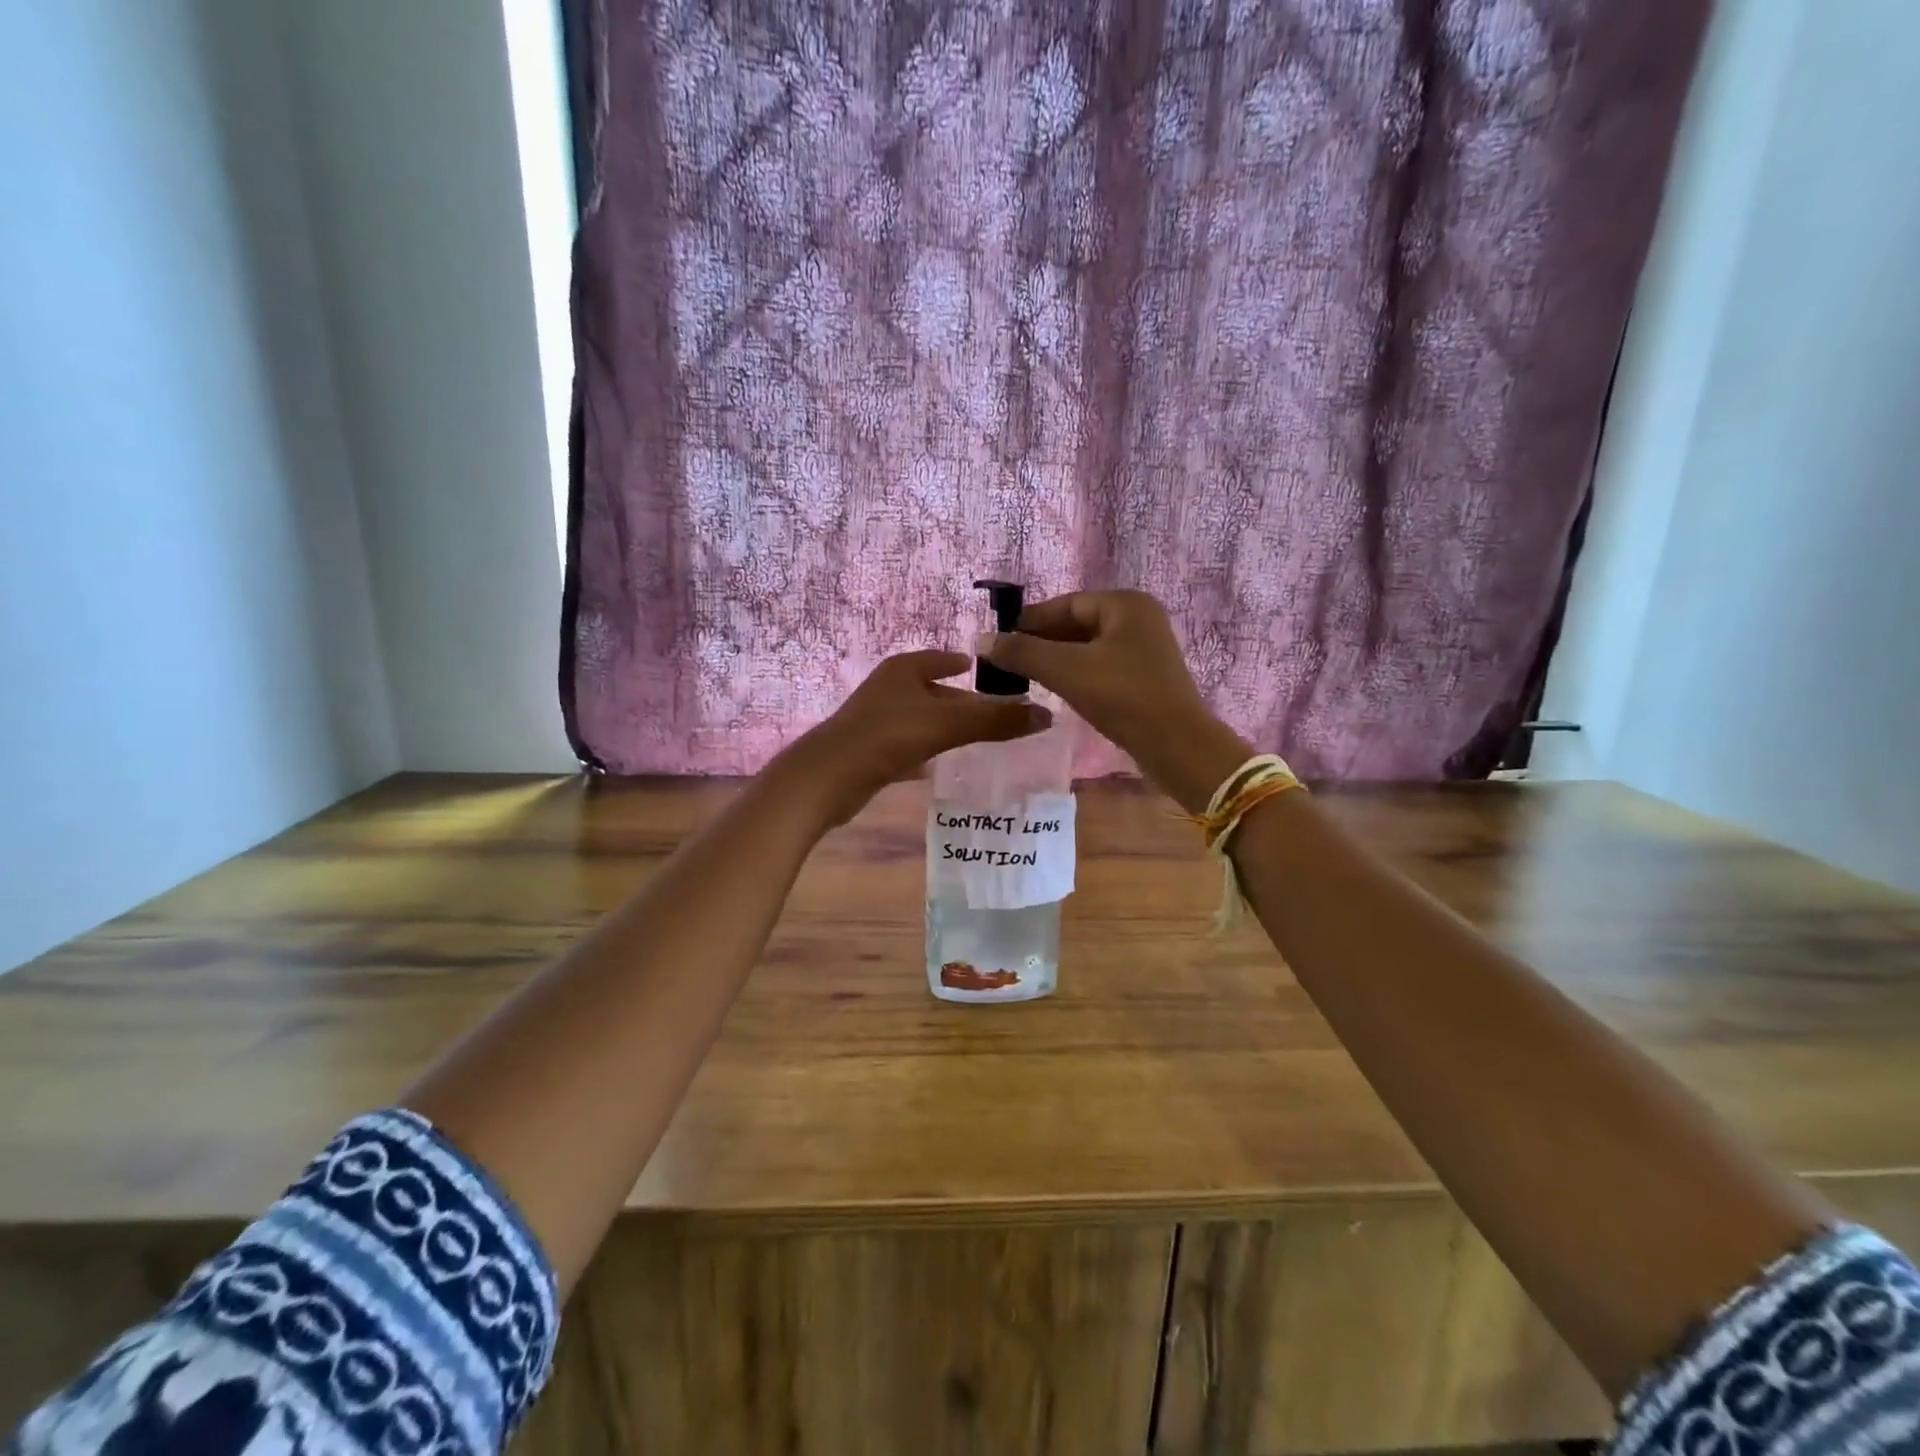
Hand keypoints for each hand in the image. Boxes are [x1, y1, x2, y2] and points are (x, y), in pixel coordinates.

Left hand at [779, 651, 1050, 826]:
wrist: (829, 778)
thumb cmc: (888, 736)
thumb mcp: (948, 725)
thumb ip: (995, 721)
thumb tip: (1047, 716)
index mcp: (904, 669)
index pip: (941, 658)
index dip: (965, 664)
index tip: (989, 672)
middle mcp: (888, 689)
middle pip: (934, 691)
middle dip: (962, 702)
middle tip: (997, 714)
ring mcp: (876, 720)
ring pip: (921, 720)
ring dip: (946, 728)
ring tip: (978, 740)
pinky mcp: (870, 751)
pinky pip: (908, 745)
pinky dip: (926, 751)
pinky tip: (941, 764)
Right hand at [981, 591, 1248, 812]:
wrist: (1175, 744)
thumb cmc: (1122, 696)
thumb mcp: (1066, 670)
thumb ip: (1023, 652)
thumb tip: (982, 640)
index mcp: (1126, 605)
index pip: (1067, 604)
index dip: (1031, 620)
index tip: (1001, 637)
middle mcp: (1139, 619)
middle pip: (1078, 623)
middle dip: (1043, 640)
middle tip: (1009, 659)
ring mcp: (1146, 649)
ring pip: (1089, 646)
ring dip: (1058, 658)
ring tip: (1026, 675)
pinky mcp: (1146, 677)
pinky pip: (1102, 665)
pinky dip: (1077, 673)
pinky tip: (1057, 688)